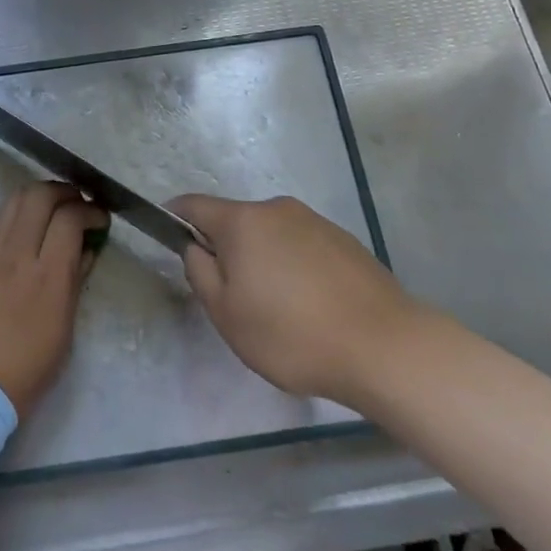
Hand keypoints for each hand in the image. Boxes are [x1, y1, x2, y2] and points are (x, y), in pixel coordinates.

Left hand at [0, 183, 108, 416]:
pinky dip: (15, 215)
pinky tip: (22, 230)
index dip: (90, 210)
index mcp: (47, 276)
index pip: (70, 218)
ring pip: (13, 201)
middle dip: (64, 191)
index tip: (99, 218)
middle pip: (39, 195)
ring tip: (50, 209)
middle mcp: (16, 254)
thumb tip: (84, 252)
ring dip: (37, 197)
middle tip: (76, 204)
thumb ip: (74, 284)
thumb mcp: (63, 333)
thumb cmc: (23, 371)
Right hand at [175, 194, 410, 409]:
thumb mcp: (227, 315)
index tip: (168, 234)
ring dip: (263, 260)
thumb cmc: (291, 334)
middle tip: (231, 297)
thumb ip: (200, 273)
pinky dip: (294, 268)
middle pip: (236, 222)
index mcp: (243, 221)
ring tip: (278, 310)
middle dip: (226, 250)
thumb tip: (197, 247)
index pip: (195, 205)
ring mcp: (314, 221)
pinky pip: (301, 247)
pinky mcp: (343, 240)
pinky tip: (310, 307)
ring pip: (271, 235)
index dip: (175, 216)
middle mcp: (277, 209)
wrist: (383, 345)